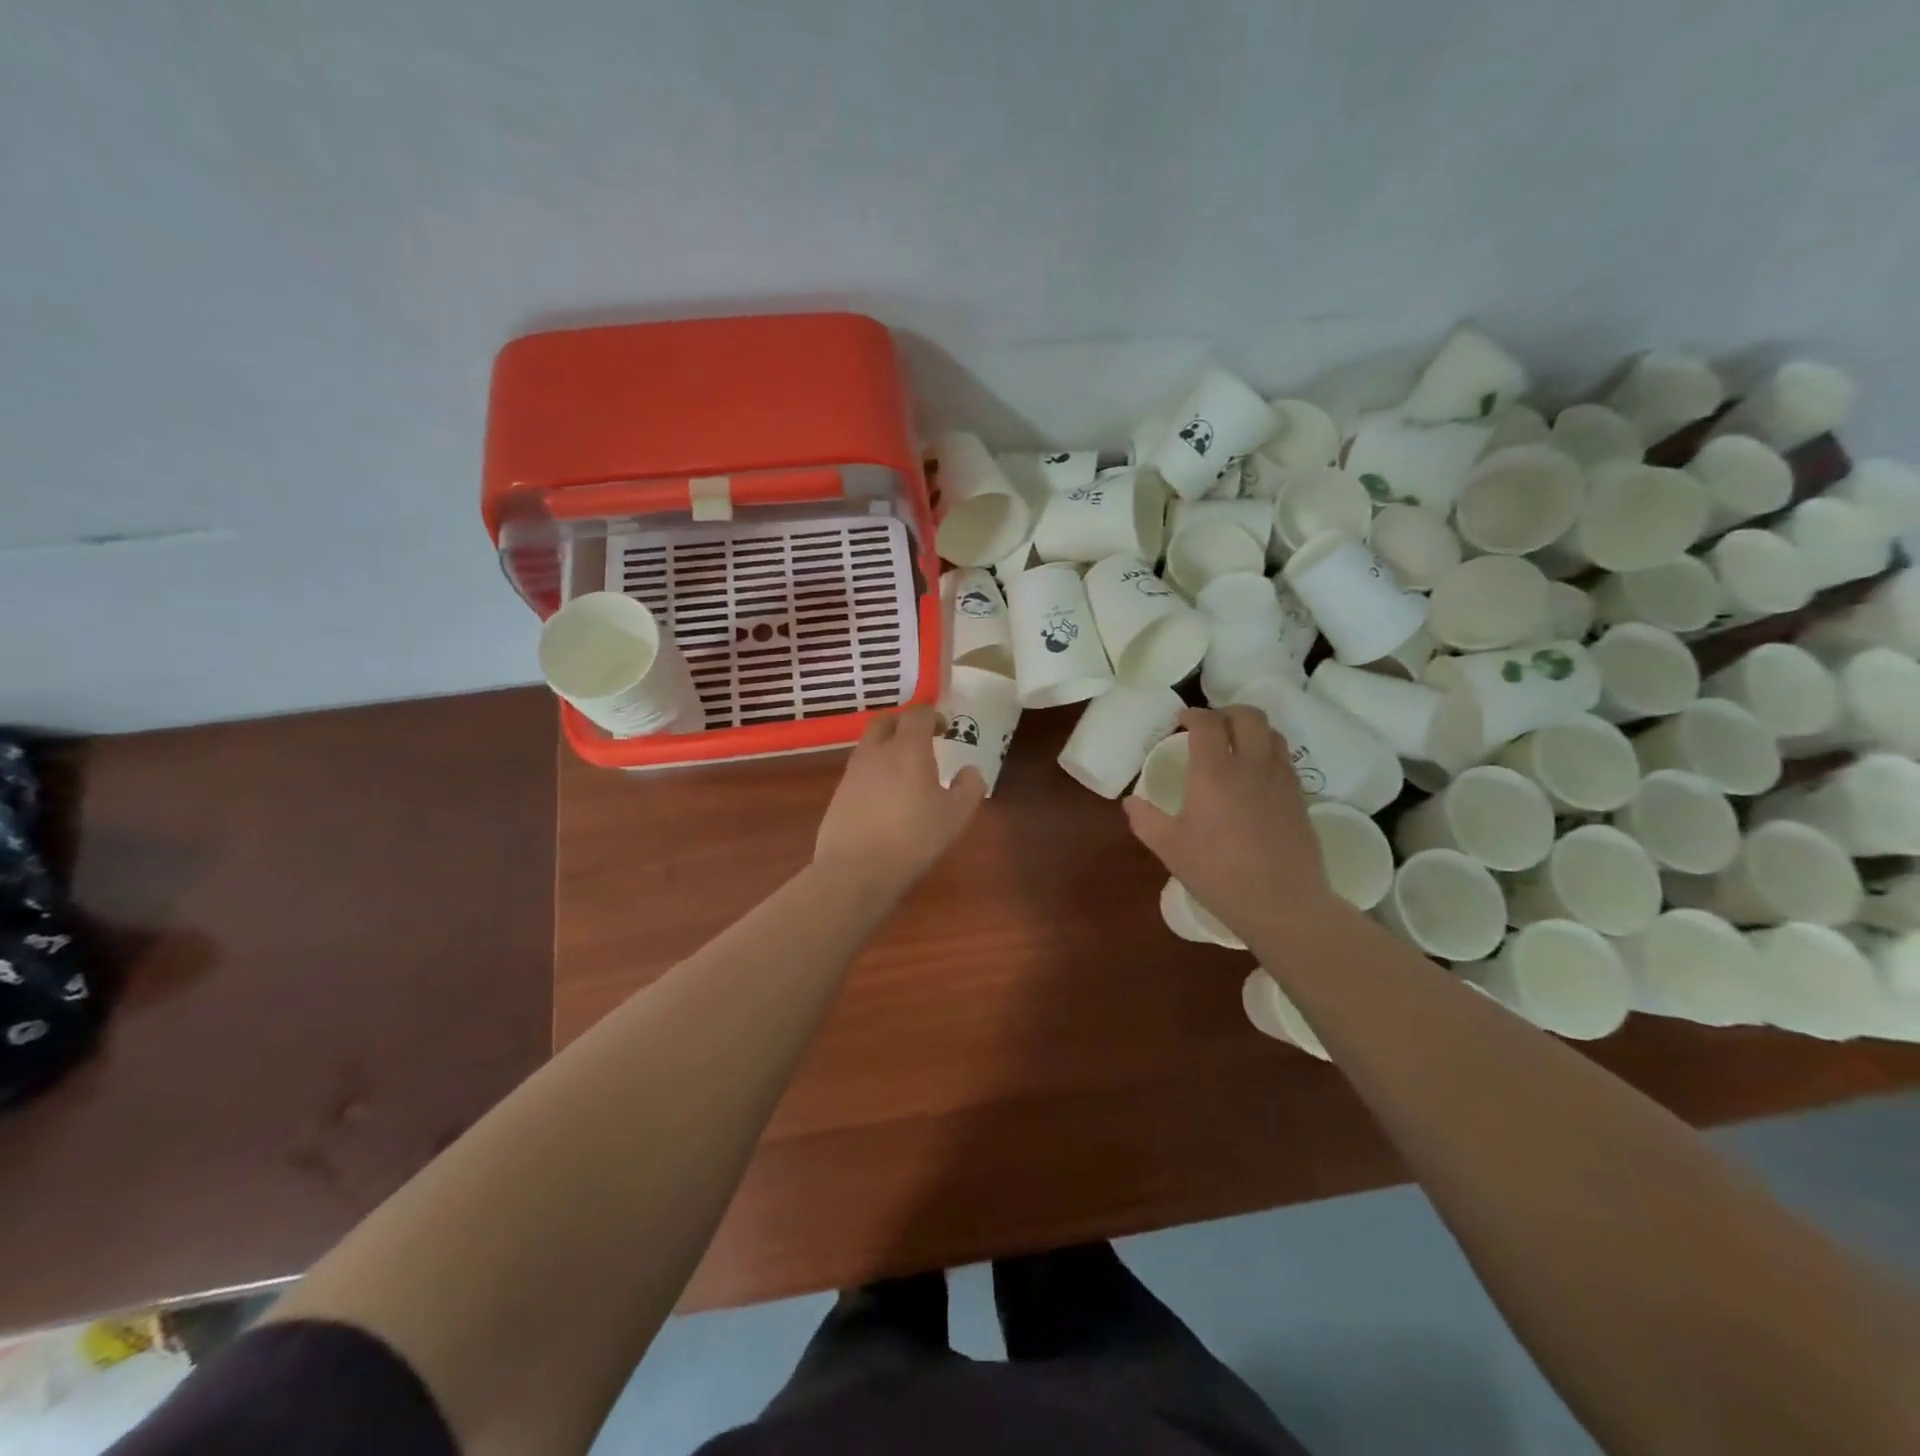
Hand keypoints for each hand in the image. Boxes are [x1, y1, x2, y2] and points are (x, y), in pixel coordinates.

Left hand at [814, 704, 986, 895]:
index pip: (918, 715)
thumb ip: (969, 787)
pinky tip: (885, 796)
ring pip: (870, 744)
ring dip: (887, 746)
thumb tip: (970, 771)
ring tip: (905, 770)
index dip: (933, 716)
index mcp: (907, 749)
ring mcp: (853, 772)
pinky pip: (860, 769)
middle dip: (905, 723)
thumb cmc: (913, 838)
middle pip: (886, 721)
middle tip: (922, 740)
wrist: (856, 869)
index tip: (945, 730)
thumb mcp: (955, 815)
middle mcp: (876, 752)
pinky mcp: (839, 793)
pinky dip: (875, 771)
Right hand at [1124, 706, 1343, 943]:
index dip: (1192, 715)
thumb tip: (1131, 802)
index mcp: (1214, 772)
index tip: (1180, 722)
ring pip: (1271, 733)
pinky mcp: (1299, 797)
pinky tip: (1254, 777)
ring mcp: (1280, 779)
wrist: (1282, 903)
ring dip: (1250, 729)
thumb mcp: (1170, 849)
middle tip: (1209, 727)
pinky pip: (1283, 758)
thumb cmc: (1218, 873)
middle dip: (1226, 712)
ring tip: (1234, 746)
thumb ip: (1146, 820)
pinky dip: (1267, 752)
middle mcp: (1251, 765)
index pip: (1207, 723)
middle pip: (1247, 715)